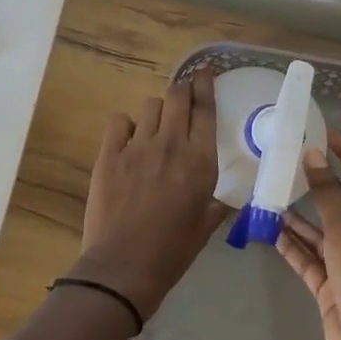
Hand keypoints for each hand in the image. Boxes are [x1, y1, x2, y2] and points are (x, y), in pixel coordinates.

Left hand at [73, 71, 228, 319]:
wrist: (124, 266)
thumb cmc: (172, 251)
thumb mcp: (206, 227)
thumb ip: (219, 204)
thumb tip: (231, 198)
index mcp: (200, 162)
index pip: (205, 110)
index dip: (205, 86)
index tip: (205, 73)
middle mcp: (171, 145)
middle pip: (176, 96)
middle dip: (182, 88)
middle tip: (183, 92)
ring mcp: (137, 147)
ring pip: (149, 106)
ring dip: (156, 111)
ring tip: (155, 126)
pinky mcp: (109, 154)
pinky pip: (118, 121)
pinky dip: (125, 125)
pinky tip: (127, 139)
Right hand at [276, 129, 340, 339]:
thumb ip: (326, 193)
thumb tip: (313, 155)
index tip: (324, 131)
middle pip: (338, 203)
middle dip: (315, 184)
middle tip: (284, 161)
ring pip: (318, 232)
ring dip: (296, 216)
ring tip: (267, 194)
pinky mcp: (330, 287)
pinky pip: (308, 259)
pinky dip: (291, 246)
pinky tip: (269, 231)